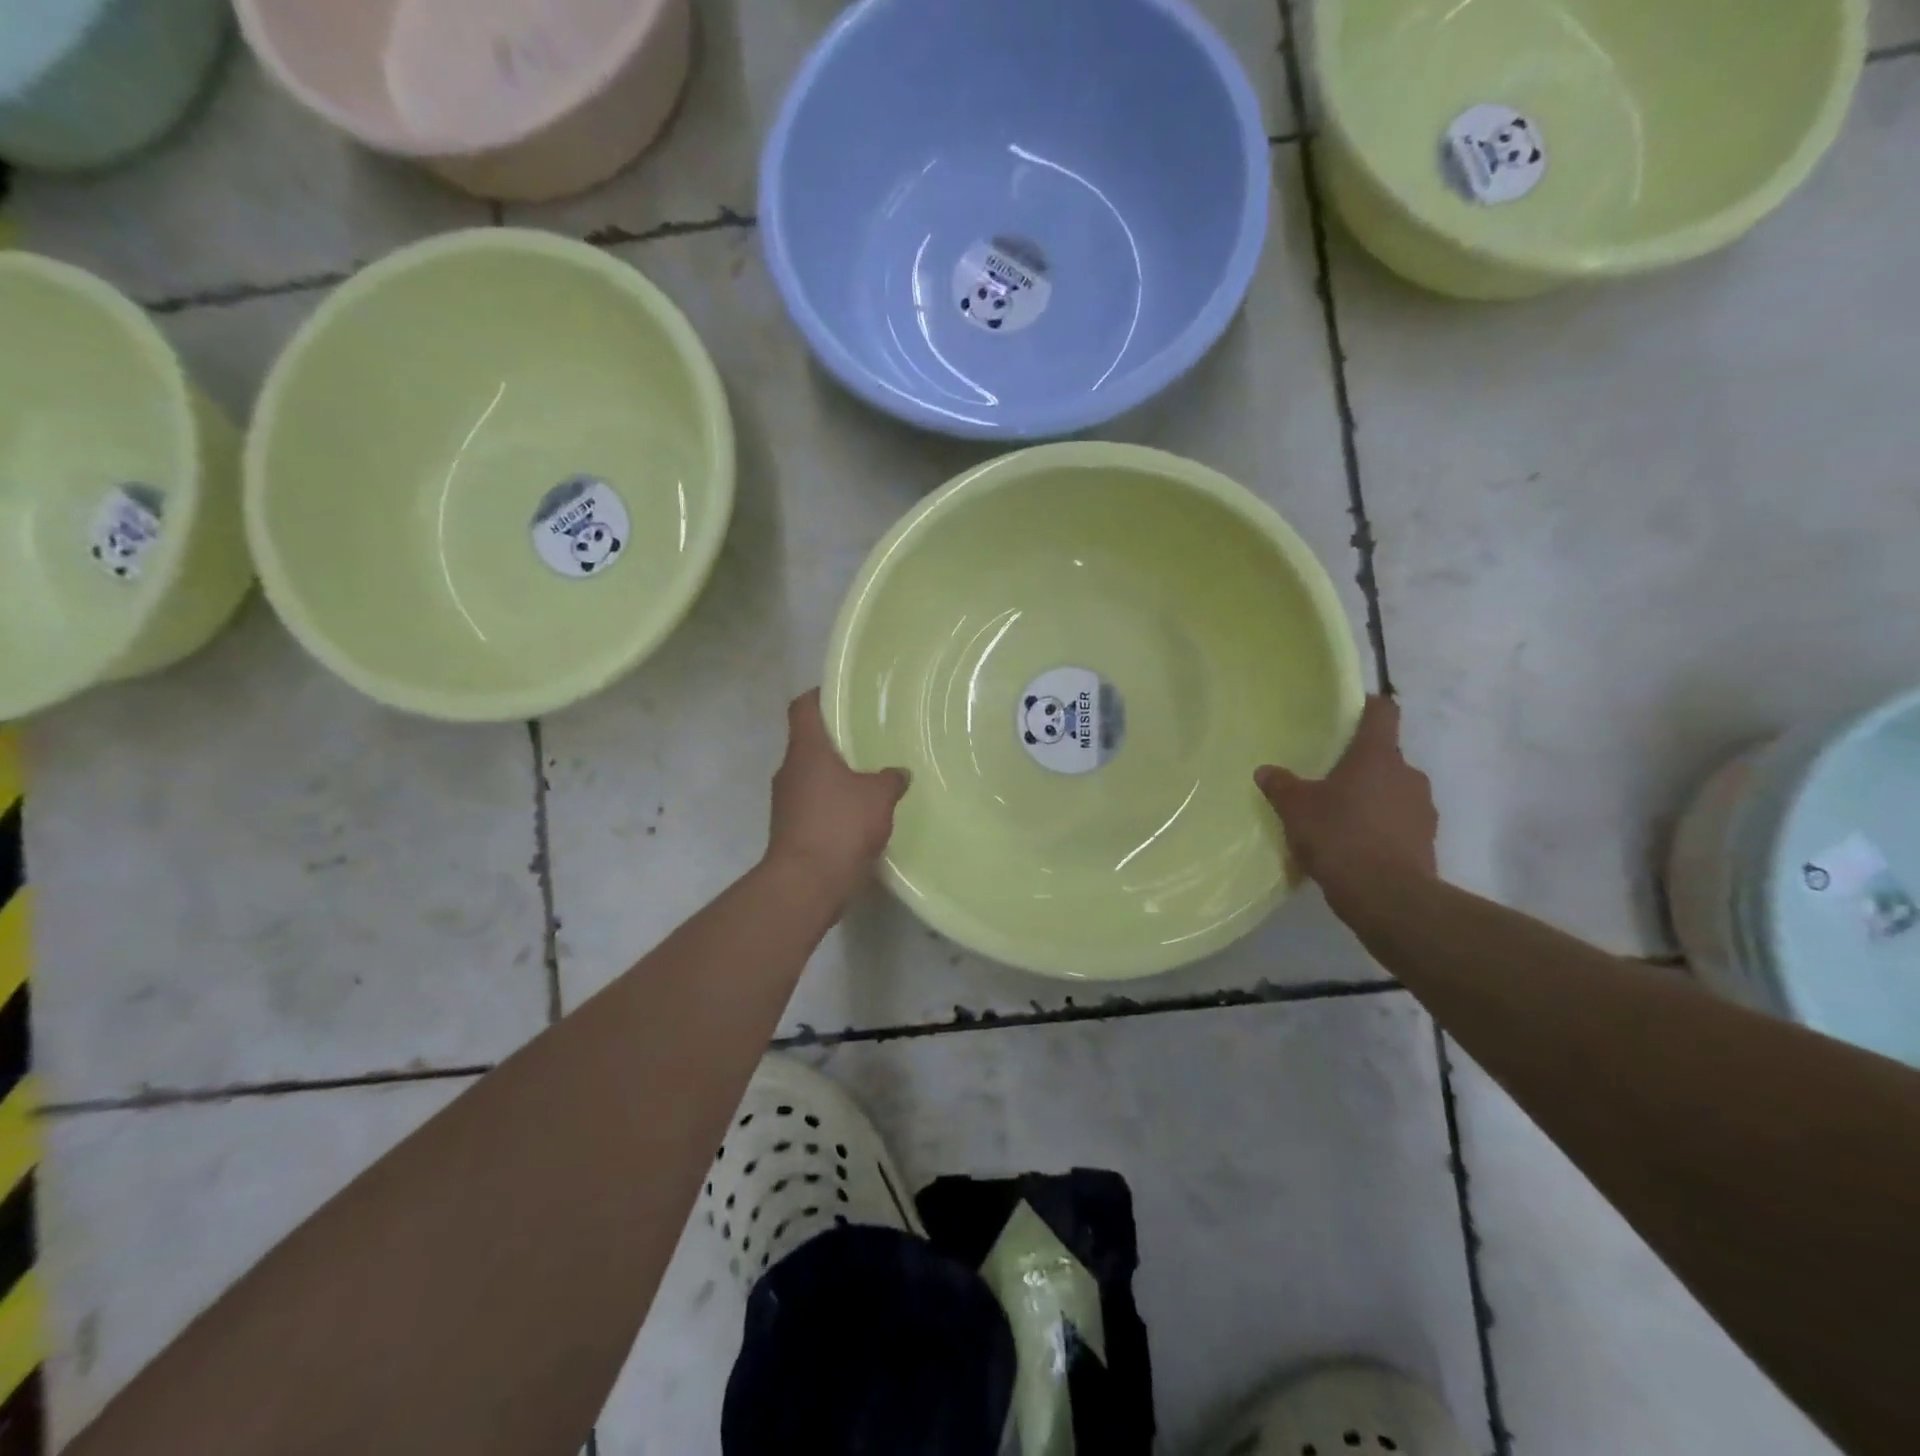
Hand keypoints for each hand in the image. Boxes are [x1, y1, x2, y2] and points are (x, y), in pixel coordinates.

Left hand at [766, 690, 908, 901]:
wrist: (806, 883)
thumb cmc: (840, 825)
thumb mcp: (878, 796)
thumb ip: (890, 779)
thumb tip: (898, 773)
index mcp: (806, 750)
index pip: (803, 707)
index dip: (819, 695)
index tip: (843, 695)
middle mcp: (789, 770)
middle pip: (809, 742)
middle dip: (836, 740)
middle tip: (869, 739)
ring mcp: (785, 801)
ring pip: (811, 776)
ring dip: (835, 776)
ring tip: (869, 778)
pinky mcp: (790, 829)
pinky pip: (813, 805)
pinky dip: (832, 804)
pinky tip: (859, 814)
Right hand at [1255, 695, 1436, 893]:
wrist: (1387, 897)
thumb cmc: (1339, 836)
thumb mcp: (1296, 809)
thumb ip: (1281, 786)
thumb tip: (1266, 770)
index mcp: (1377, 756)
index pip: (1383, 713)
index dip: (1369, 707)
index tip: (1353, 711)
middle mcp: (1408, 774)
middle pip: (1386, 757)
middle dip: (1362, 765)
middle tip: (1330, 779)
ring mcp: (1422, 808)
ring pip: (1394, 791)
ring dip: (1373, 798)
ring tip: (1341, 817)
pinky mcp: (1426, 841)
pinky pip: (1400, 823)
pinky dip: (1382, 827)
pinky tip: (1356, 845)